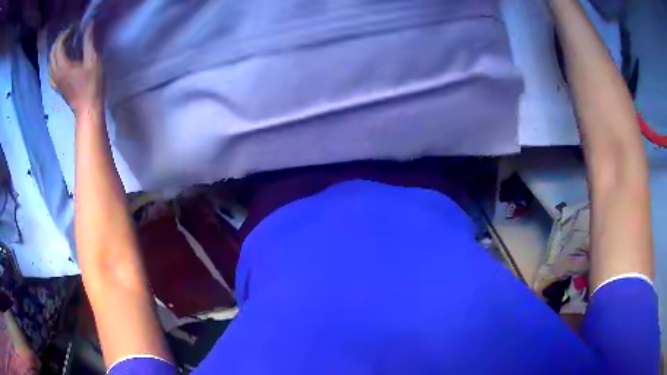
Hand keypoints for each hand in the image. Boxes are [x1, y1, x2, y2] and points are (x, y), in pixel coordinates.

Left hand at [50, 25, 103, 115]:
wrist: (87, 110)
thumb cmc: (91, 85)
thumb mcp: (92, 60)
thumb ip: (88, 41)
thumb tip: (89, 24)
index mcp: (62, 66)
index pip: (59, 45)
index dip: (66, 33)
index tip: (75, 26)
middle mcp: (55, 74)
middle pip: (52, 53)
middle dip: (59, 40)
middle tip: (70, 32)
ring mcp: (55, 82)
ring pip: (50, 63)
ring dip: (56, 50)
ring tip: (66, 43)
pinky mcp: (57, 87)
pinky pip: (51, 73)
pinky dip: (54, 63)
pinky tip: (59, 61)